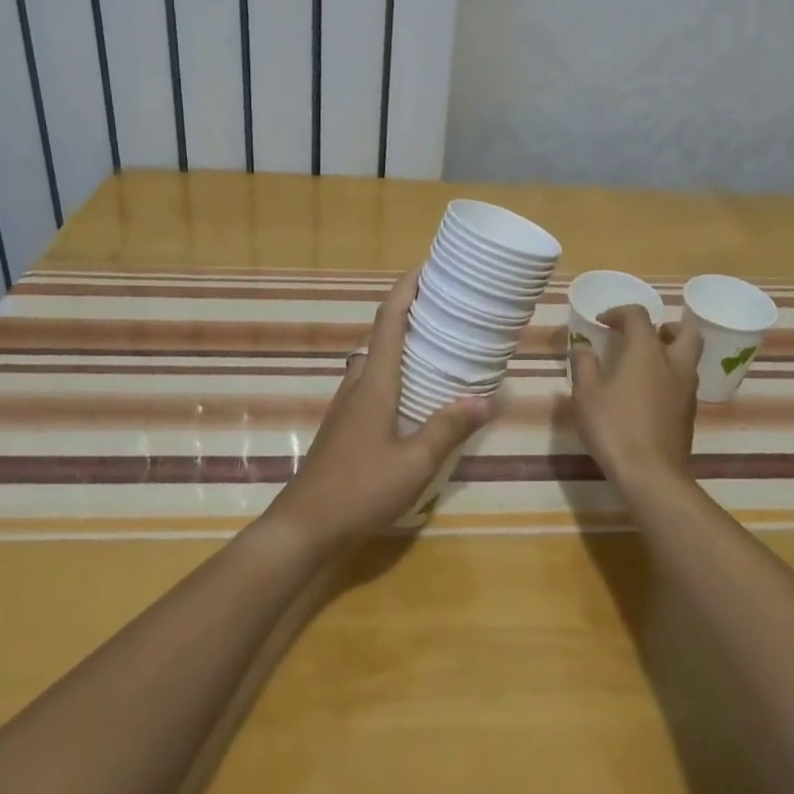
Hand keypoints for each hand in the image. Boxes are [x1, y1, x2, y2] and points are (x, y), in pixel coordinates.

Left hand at [261, 269, 490, 555]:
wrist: (304, 525)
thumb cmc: (360, 490)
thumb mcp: (414, 463)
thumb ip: (448, 428)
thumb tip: (488, 398)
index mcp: (374, 382)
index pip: (388, 320)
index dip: (406, 288)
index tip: (428, 267)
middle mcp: (358, 383)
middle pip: (382, 333)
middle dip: (410, 312)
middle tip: (447, 307)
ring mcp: (347, 403)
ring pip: (376, 359)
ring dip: (402, 343)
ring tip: (438, 346)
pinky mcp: (345, 423)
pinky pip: (372, 381)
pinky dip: (395, 370)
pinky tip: (416, 394)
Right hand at [569, 306, 701, 492]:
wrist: (651, 474)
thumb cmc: (614, 427)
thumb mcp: (586, 394)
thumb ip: (584, 364)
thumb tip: (583, 347)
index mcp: (647, 352)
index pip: (639, 316)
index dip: (619, 313)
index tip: (602, 322)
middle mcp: (673, 364)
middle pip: (685, 332)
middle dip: (665, 326)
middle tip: (644, 334)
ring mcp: (686, 390)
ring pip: (688, 358)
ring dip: (670, 351)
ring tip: (643, 363)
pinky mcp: (689, 414)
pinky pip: (684, 382)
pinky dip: (670, 376)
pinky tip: (649, 393)